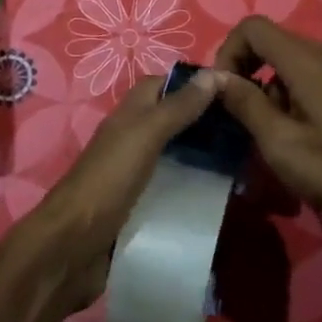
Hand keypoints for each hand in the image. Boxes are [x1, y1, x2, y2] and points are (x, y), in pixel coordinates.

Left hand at [9, 70, 223, 314]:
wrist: (73, 247)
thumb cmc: (108, 180)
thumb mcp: (145, 136)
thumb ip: (177, 107)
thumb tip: (214, 73)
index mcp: (130, 116)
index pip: (163, 85)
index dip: (194, 84)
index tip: (234, 90)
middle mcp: (133, 140)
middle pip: (172, 121)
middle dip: (205, 123)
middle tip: (248, 128)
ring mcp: (136, 176)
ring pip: (176, 157)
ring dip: (204, 158)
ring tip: (245, 161)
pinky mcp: (142, 208)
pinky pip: (173, 190)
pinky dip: (194, 190)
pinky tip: (222, 196)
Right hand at [213, 17, 321, 265]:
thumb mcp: (279, 142)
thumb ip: (244, 103)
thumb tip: (215, 77)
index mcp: (307, 60)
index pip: (253, 28)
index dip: (229, 51)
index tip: (223, 89)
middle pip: (274, 42)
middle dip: (249, 70)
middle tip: (242, 112)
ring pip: (295, 60)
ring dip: (273, 85)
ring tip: (274, 130)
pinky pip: (317, 74)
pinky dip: (297, 90)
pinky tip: (304, 130)